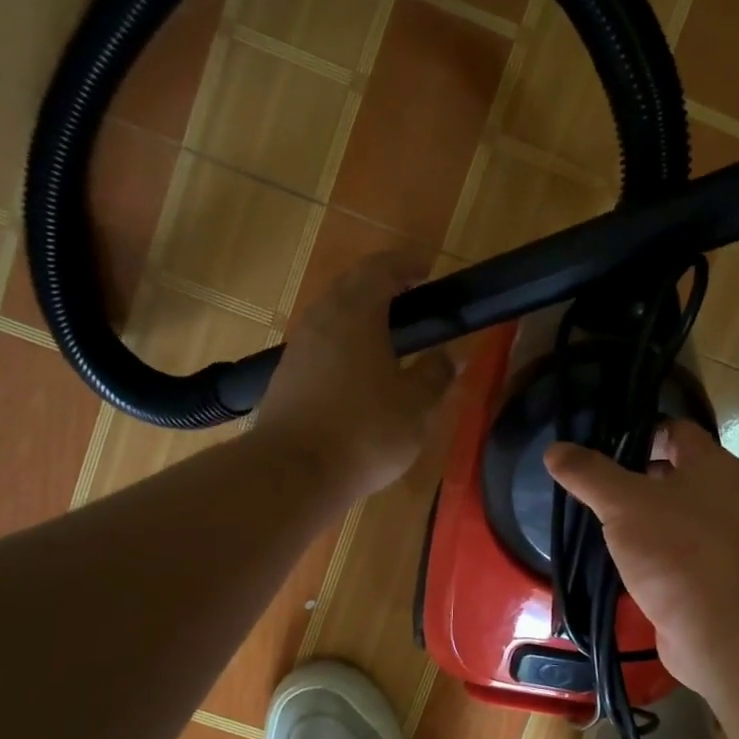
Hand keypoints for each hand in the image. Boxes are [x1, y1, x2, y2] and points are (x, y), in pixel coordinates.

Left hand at [252, 252, 454, 503]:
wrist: (294, 473)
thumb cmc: (364, 431)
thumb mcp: (416, 407)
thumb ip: (436, 375)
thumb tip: (450, 355)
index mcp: (356, 314)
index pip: (380, 269)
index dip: (405, 265)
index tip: (427, 270)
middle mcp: (321, 320)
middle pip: (351, 286)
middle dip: (382, 286)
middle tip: (412, 301)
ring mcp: (299, 348)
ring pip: (333, 315)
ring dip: (361, 316)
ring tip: (391, 337)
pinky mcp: (288, 376)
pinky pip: (322, 344)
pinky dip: (346, 343)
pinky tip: (362, 371)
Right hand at [545, 419, 738, 696]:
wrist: (718, 629)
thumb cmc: (675, 549)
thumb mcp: (623, 502)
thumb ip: (589, 473)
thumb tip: (555, 448)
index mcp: (711, 465)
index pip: (675, 430)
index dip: (639, 430)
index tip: (600, 441)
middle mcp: (721, 496)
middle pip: (673, 472)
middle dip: (633, 475)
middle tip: (590, 480)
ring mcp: (717, 538)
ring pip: (670, 514)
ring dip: (638, 515)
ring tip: (594, 515)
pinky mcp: (706, 574)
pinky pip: (671, 549)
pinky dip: (646, 548)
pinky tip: (615, 555)